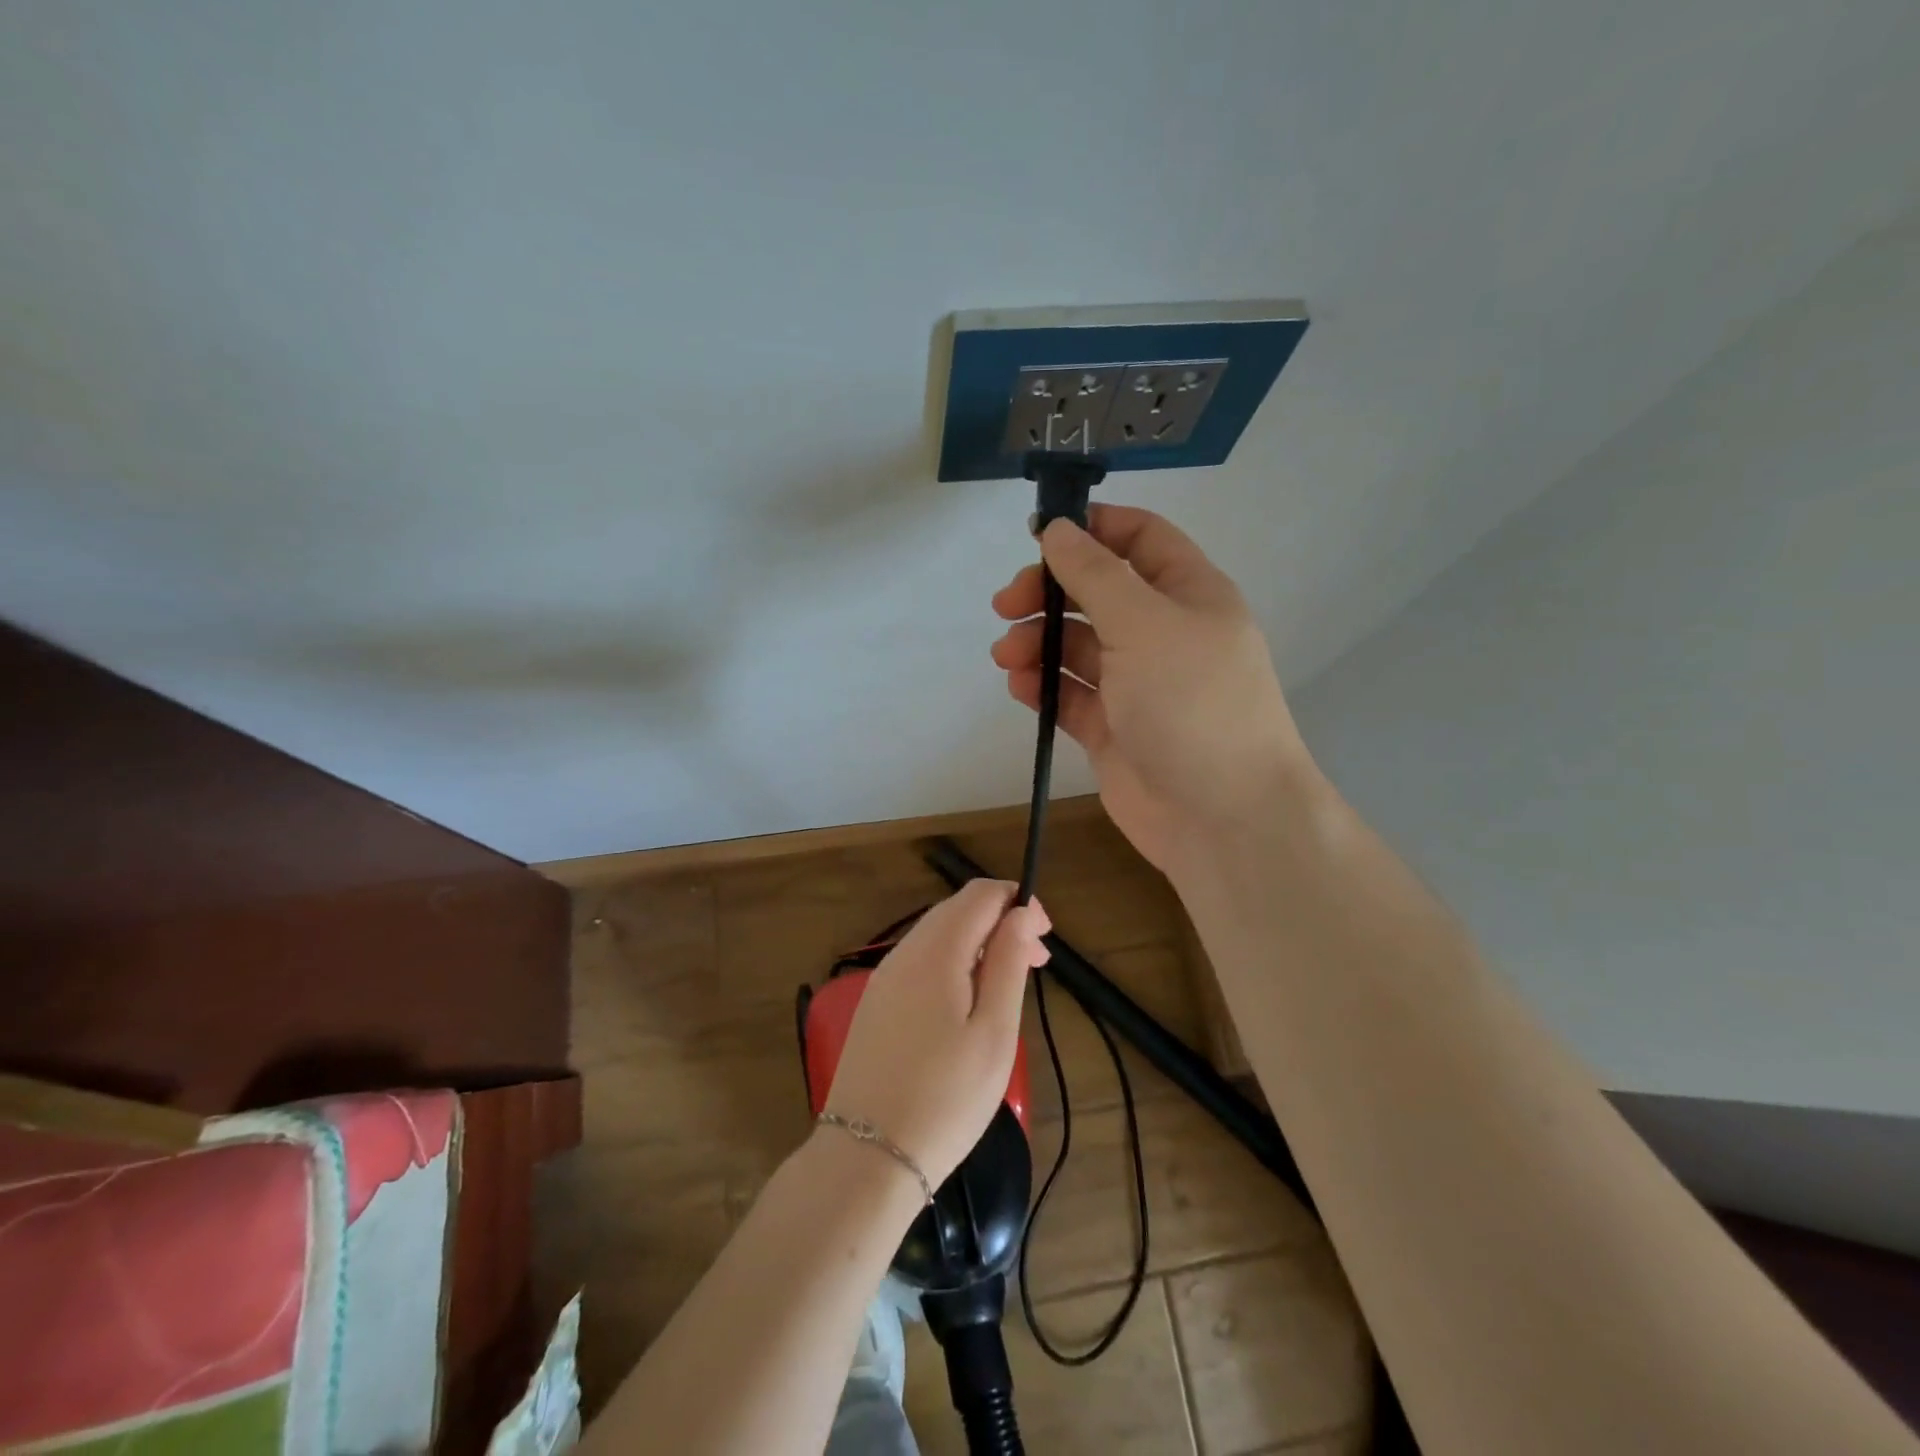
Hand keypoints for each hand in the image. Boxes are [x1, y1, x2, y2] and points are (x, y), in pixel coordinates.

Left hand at [823, 880, 1050, 1188]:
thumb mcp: (993, 1032)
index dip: (1018, 902)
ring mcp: (885, 977)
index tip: (1046, 939)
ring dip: (978, 943)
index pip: (980, 894)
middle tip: (1036, 964)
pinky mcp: (876, 1003)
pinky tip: (967, 1002)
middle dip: (1001, 922)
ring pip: (938, 934)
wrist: (867, 1156)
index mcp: (936, 951)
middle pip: (957, 909)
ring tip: (1007, 985)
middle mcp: (904, 952)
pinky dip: (953, 963)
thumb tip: (1022, 913)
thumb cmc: (946, 1098)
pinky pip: (920, 961)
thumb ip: (1008, 963)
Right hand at [991, 504, 1316, 873]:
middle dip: (1049, 593)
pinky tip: (1021, 688)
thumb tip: (1058, 529)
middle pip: (1096, 593)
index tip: (1039, 535)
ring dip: (1038, 642)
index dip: (1092, 528)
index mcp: (1188, 594)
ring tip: (1008, 657)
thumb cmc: (1192, 704)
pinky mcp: (1113, 729)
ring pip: (1077, 646)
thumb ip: (1095, 574)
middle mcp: (1163, 633)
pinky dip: (1044, 687)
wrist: (1223, 818)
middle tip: (1006, 605)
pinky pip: (1071, 695)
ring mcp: (1137, 684)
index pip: (1140, 539)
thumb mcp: (1145, 624)